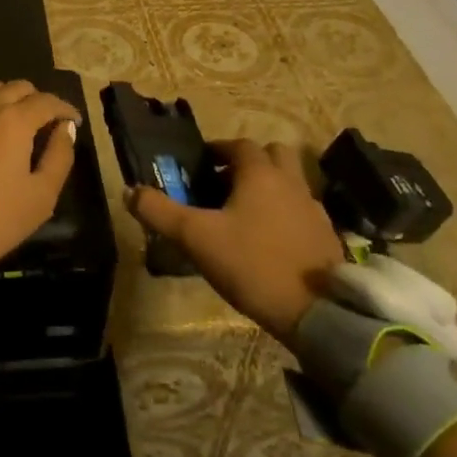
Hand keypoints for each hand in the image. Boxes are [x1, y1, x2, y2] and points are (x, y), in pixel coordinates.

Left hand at [0, 81, 81, 278]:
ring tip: (12, 119)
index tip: (73, 121)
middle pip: (17, 87)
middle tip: (45, 121)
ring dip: (6, 97)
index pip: (46, 101)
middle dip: (37, 99)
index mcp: (14, 122)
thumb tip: (65, 128)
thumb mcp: (41, 197)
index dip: (64, 108)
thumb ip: (59, 156)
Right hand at [127, 139, 345, 343]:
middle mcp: (291, 182)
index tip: (201, 165)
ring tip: (244, 214)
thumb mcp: (195, 238)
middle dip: (249, 163)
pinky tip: (268, 240)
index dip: (218, 150)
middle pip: (272, 155)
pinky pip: (301, 211)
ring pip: (289, 182)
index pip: (239, 145)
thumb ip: (160, 212)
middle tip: (224, 184)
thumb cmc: (252, 263)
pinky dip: (284, 214)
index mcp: (260, 173)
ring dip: (268, 188)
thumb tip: (130, 191)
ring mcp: (313, 209)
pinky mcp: (326, 236)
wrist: (317, 311)